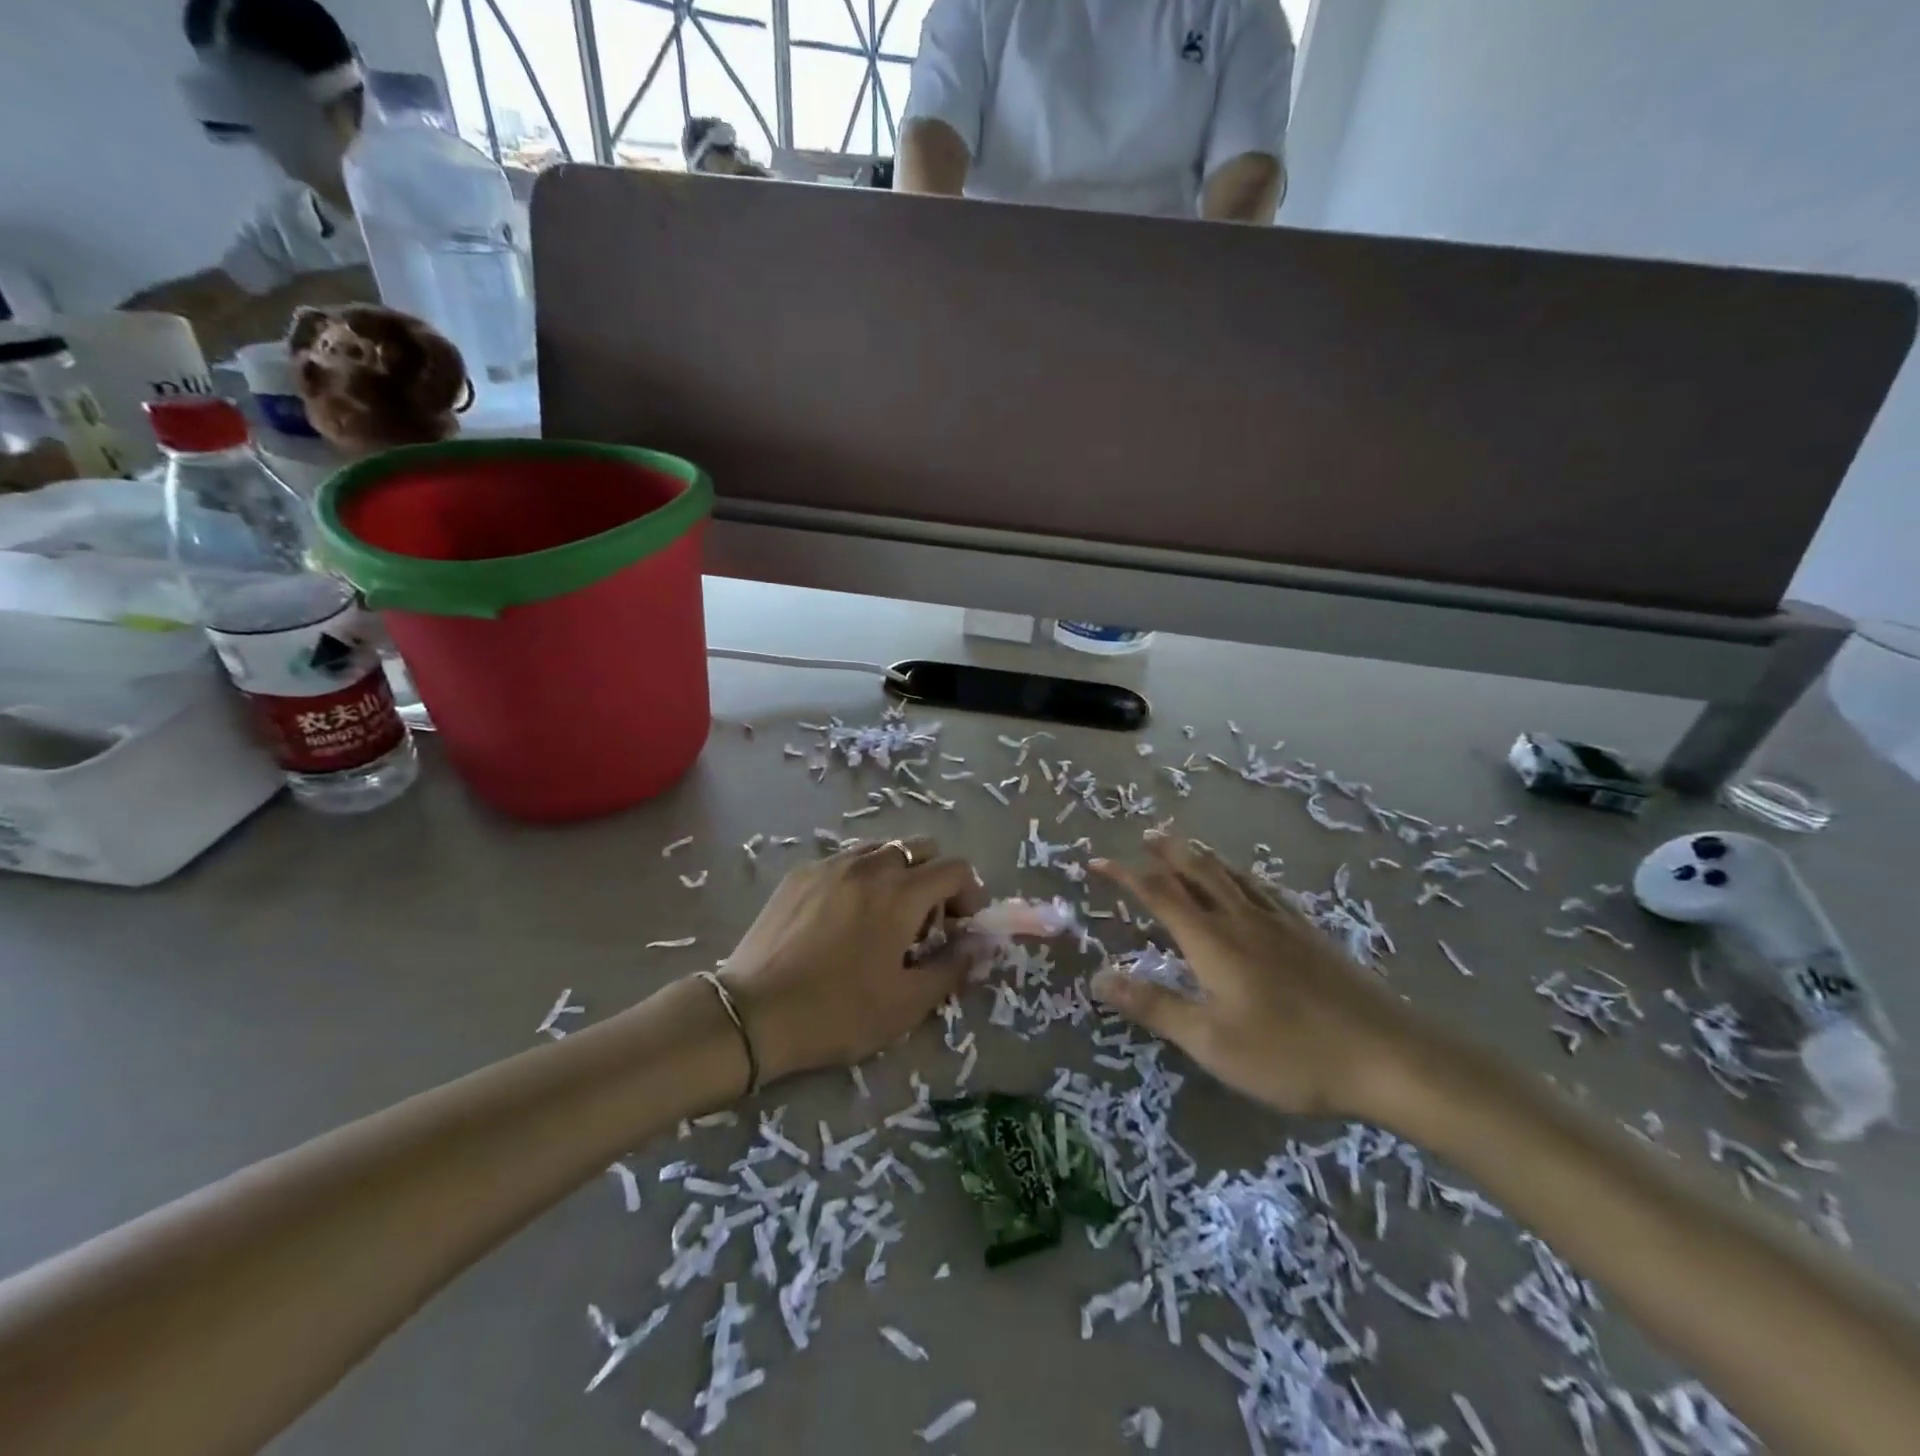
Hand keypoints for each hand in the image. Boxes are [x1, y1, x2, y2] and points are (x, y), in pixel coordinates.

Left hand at [721, 837, 984, 1081]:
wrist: (754, 1014)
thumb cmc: (837, 1012)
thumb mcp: (906, 1004)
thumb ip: (952, 968)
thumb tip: (979, 946)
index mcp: (901, 893)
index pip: (955, 868)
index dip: (969, 894)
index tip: (960, 927)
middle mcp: (869, 865)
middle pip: (920, 847)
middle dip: (935, 877)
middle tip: (925, 921)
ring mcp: (830, 865)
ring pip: (881, 849)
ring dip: (898, 873)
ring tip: (884, 916)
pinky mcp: (800, 874)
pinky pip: (845, 861)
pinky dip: (861, 877)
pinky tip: (844, 916)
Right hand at [1091, 834, 1426, 1118]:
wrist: (1387, 1055)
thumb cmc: (1290, 1053)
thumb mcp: (1211, 1041)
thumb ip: (1154, 1006)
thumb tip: (1098, 977)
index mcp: (1212, 941)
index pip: (1159, 894)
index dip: (1125, 875)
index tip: (1097, 862)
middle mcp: (1242, 919)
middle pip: (1198, 872)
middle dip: (1167, 852)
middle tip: (1146, 836)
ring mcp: (1281, 924)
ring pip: (1232, 876)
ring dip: (1202, 858)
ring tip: (1187, 848)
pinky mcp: (1310, 934)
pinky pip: (1263, 890)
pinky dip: (1240, 876)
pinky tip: (1249, 885)